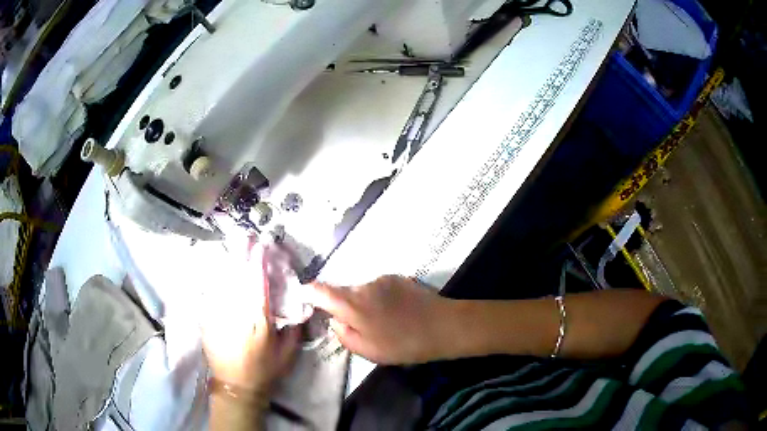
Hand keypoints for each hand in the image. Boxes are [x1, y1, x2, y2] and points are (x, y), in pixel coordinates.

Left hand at [202, 240, 300, 396]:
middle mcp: (236, 314)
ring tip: (233, 246)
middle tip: (246, 237)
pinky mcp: (207, 320)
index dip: (259, 263)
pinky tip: (218, 270)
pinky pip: (210, 294)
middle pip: (238, 278)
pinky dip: (215, 280)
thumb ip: (293, 329)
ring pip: (223, 283)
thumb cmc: (265, 371)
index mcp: (258, 321)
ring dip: (229, 263)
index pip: (258, 285)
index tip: (262, 245)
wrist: (236, 386)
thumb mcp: (288, 354)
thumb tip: (298, 308)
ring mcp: (219, 316)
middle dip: (242, 255)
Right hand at [309, 275, 451, 364]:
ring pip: (361, 291)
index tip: (303, 298)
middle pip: (341, 291)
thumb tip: (334, 320)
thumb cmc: (403, 344)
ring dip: (363, 304)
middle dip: (342, 306)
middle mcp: (363, 285)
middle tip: (356, 326)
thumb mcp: (368, 350)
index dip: (308, 293)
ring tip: (381, 322)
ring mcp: (382, 279)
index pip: (320, 290)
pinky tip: (395, 313)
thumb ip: (343, 334)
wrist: (444, 326)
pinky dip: (378, 299)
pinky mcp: (398, 277)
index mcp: (352, 304)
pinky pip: (377, 288)